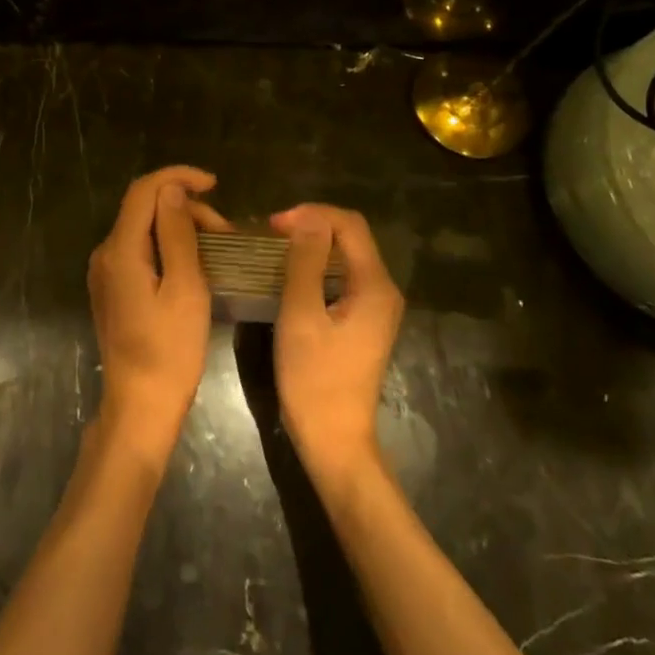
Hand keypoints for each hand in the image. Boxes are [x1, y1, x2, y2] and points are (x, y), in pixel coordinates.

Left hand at [88, 166, 229, 463]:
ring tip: (217, 250)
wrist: (140, 405)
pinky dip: (168, 247)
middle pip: (144, 209)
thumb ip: (177, 233)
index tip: (215, 184)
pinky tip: (194, 265)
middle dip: (186, 209)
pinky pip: (140, 251)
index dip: (178, 177)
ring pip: (144, 230)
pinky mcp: (112, 289)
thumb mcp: (185, 288)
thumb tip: (172, 189)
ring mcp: (106, 272)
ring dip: (180, 228)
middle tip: (227, 234)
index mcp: (121, 250)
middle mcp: (105, 253)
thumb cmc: (171, 350)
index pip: (144, 190)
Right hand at [271, 204, 404, 486]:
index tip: (273, 225)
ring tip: (275, 250)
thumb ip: (305, 262)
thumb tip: (307, 218)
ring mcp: (376, 307)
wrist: (334, 440)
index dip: (312, 214)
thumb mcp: (301, 315)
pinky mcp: (364, 321)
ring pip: (346, 257)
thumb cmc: (314, 379)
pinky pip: (343, 278)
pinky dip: (317, 268)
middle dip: (312, 226)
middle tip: (270, 235)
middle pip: (351, 238)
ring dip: (312, 246)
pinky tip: (290, 276)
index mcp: (375, 285)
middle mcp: (384, 290)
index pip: (349, 224)